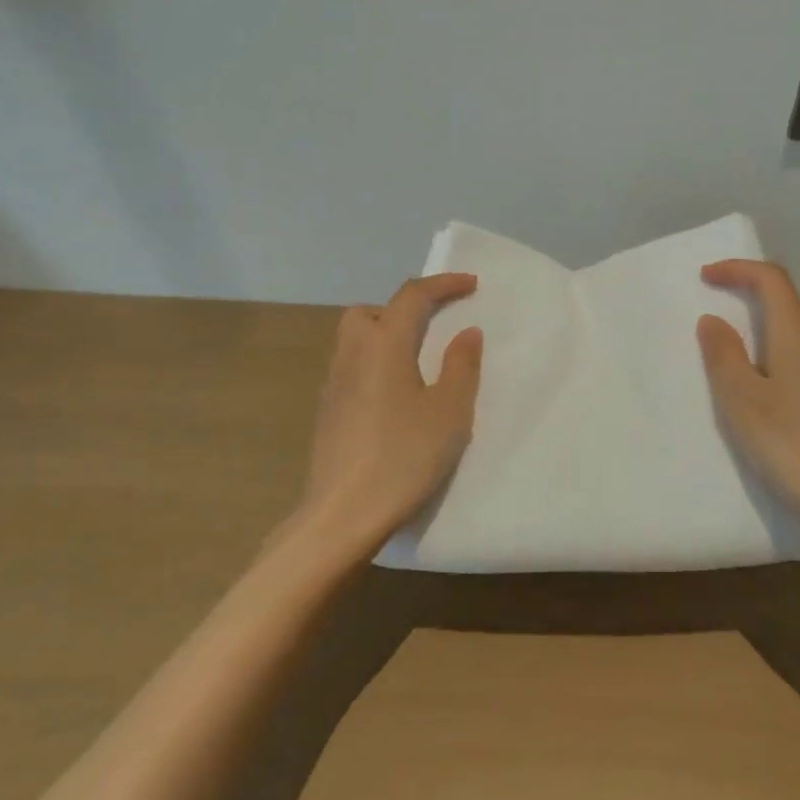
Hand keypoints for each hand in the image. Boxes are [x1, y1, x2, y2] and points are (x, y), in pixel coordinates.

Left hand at [292, 273, 483, 560]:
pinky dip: (376, 365)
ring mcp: (334, 384)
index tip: (471, 285)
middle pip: (370, 312)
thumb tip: (467, 333)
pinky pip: (353, 368)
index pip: (412, 296)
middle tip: (433, 329)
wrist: (342, 514)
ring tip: (419, 365)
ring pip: (356, 340)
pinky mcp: (328, 412)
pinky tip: (396, 400)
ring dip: (387, 337)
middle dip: (403, 309)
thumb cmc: (403, 457)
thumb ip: (461, 366)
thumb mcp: (449, 412)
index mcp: (384, 345)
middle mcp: (352, 355)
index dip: (444, 284)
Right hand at [696, 259, 799, 538]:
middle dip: (748, 298)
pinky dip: (777, 357)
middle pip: (786, 303)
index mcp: (798, 332)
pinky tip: (763, 390)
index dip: (737, 269)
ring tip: (731, 354)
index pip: (771, 279)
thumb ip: (723, 354)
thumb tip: (714, 320)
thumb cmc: (792, 443)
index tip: (706, 277)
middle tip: (713, 315)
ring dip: (763, 331)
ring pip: (796, 333)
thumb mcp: (742, 399)